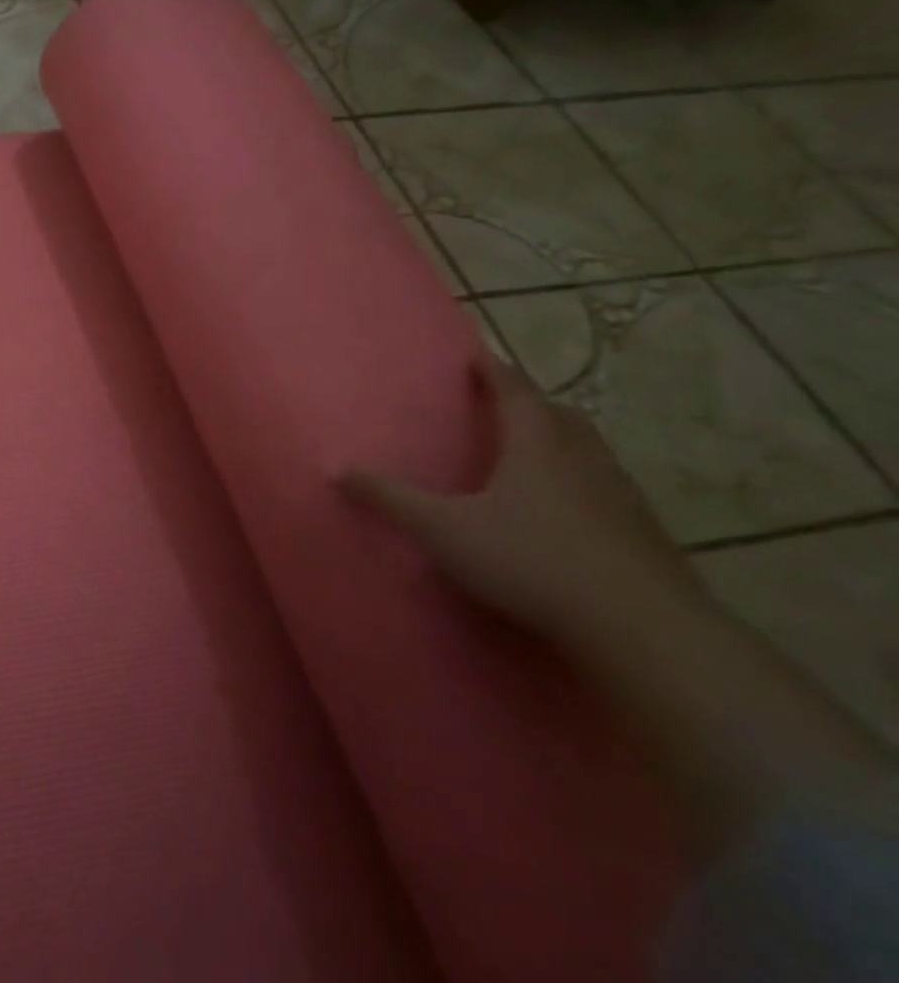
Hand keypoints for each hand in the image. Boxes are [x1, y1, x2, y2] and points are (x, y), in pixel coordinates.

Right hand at [340, 353, 696, 646]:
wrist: (638, 626)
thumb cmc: (529, 559)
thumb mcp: (442, 529)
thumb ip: (390, 499)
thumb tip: (338, 471)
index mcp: (536, 447)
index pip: (515, 394)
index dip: (495, 372)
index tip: (480, 355)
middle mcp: (584, 460)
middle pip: (559, 416)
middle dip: (531, 403)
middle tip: (506, 401)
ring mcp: (621, 497)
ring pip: (590, 452)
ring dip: (562, 440)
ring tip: (537, 450)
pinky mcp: (644, 534)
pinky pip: (608, 490)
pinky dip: (584, 483)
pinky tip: (570, 511)